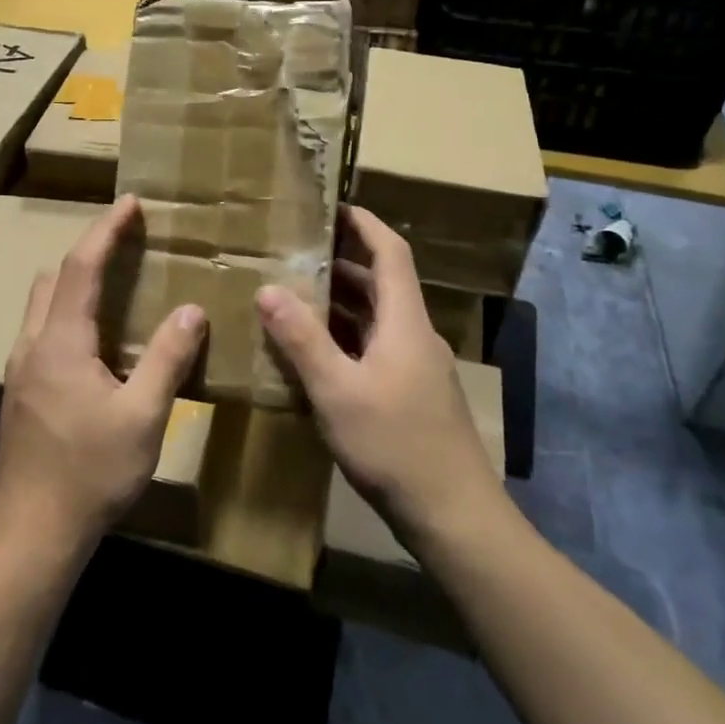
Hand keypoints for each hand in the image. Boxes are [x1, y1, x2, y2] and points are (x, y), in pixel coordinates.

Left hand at [0, 195, 206, 561]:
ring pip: (42, 303)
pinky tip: (94, 337)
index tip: (129, 202)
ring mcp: (19, 368)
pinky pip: (41, 329)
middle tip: (124, 239)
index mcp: (60, 340)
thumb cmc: (91, 473)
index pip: (81, 266)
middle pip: (53, 276)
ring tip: (113, 280)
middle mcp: (31, 344)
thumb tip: (192, 309)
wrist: (32, 533)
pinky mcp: (19, 390)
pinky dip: (66, 310)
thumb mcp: (143, 415)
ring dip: (73, 280)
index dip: (105, 230)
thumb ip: (167, 357)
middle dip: (87, 249)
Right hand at [257, 206, 504, 545]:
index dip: (364, 223)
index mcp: (405, 322)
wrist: (455, 517)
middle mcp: (415, 335)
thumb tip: (269, 289)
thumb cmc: (396, 445)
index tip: (332, 206)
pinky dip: (347, 337)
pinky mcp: (413, 395)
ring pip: (378, 318)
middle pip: (383, 283)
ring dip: (342, 302)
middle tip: (298, 251)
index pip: (390, 252)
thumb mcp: (338, 390)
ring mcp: (417, 368)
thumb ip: (302, 339)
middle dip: (343, 261)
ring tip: (297, 294)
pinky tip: (316, 354)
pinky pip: (376, 348)